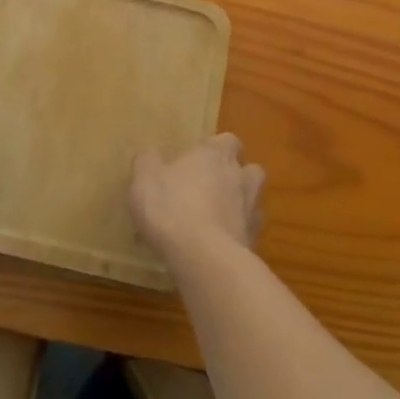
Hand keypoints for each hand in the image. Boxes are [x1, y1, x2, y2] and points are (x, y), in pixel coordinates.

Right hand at [129, 134, 264, 260]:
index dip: (216, 149)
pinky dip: (237, 235)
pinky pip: (248, 232)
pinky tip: (218, 246)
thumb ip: (148, 162)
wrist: (203, 257)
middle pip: (250, 170)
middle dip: (237, 176)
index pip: (228, 141)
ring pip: (254, 201)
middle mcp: (240, 178)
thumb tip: (150, 155)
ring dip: (240, 206)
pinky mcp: (255, 242)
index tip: (200, 159)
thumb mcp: (145, 180)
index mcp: (215, 155)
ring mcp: (252, 211)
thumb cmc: (171, 207)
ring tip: (217, 219)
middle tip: (213, 187)